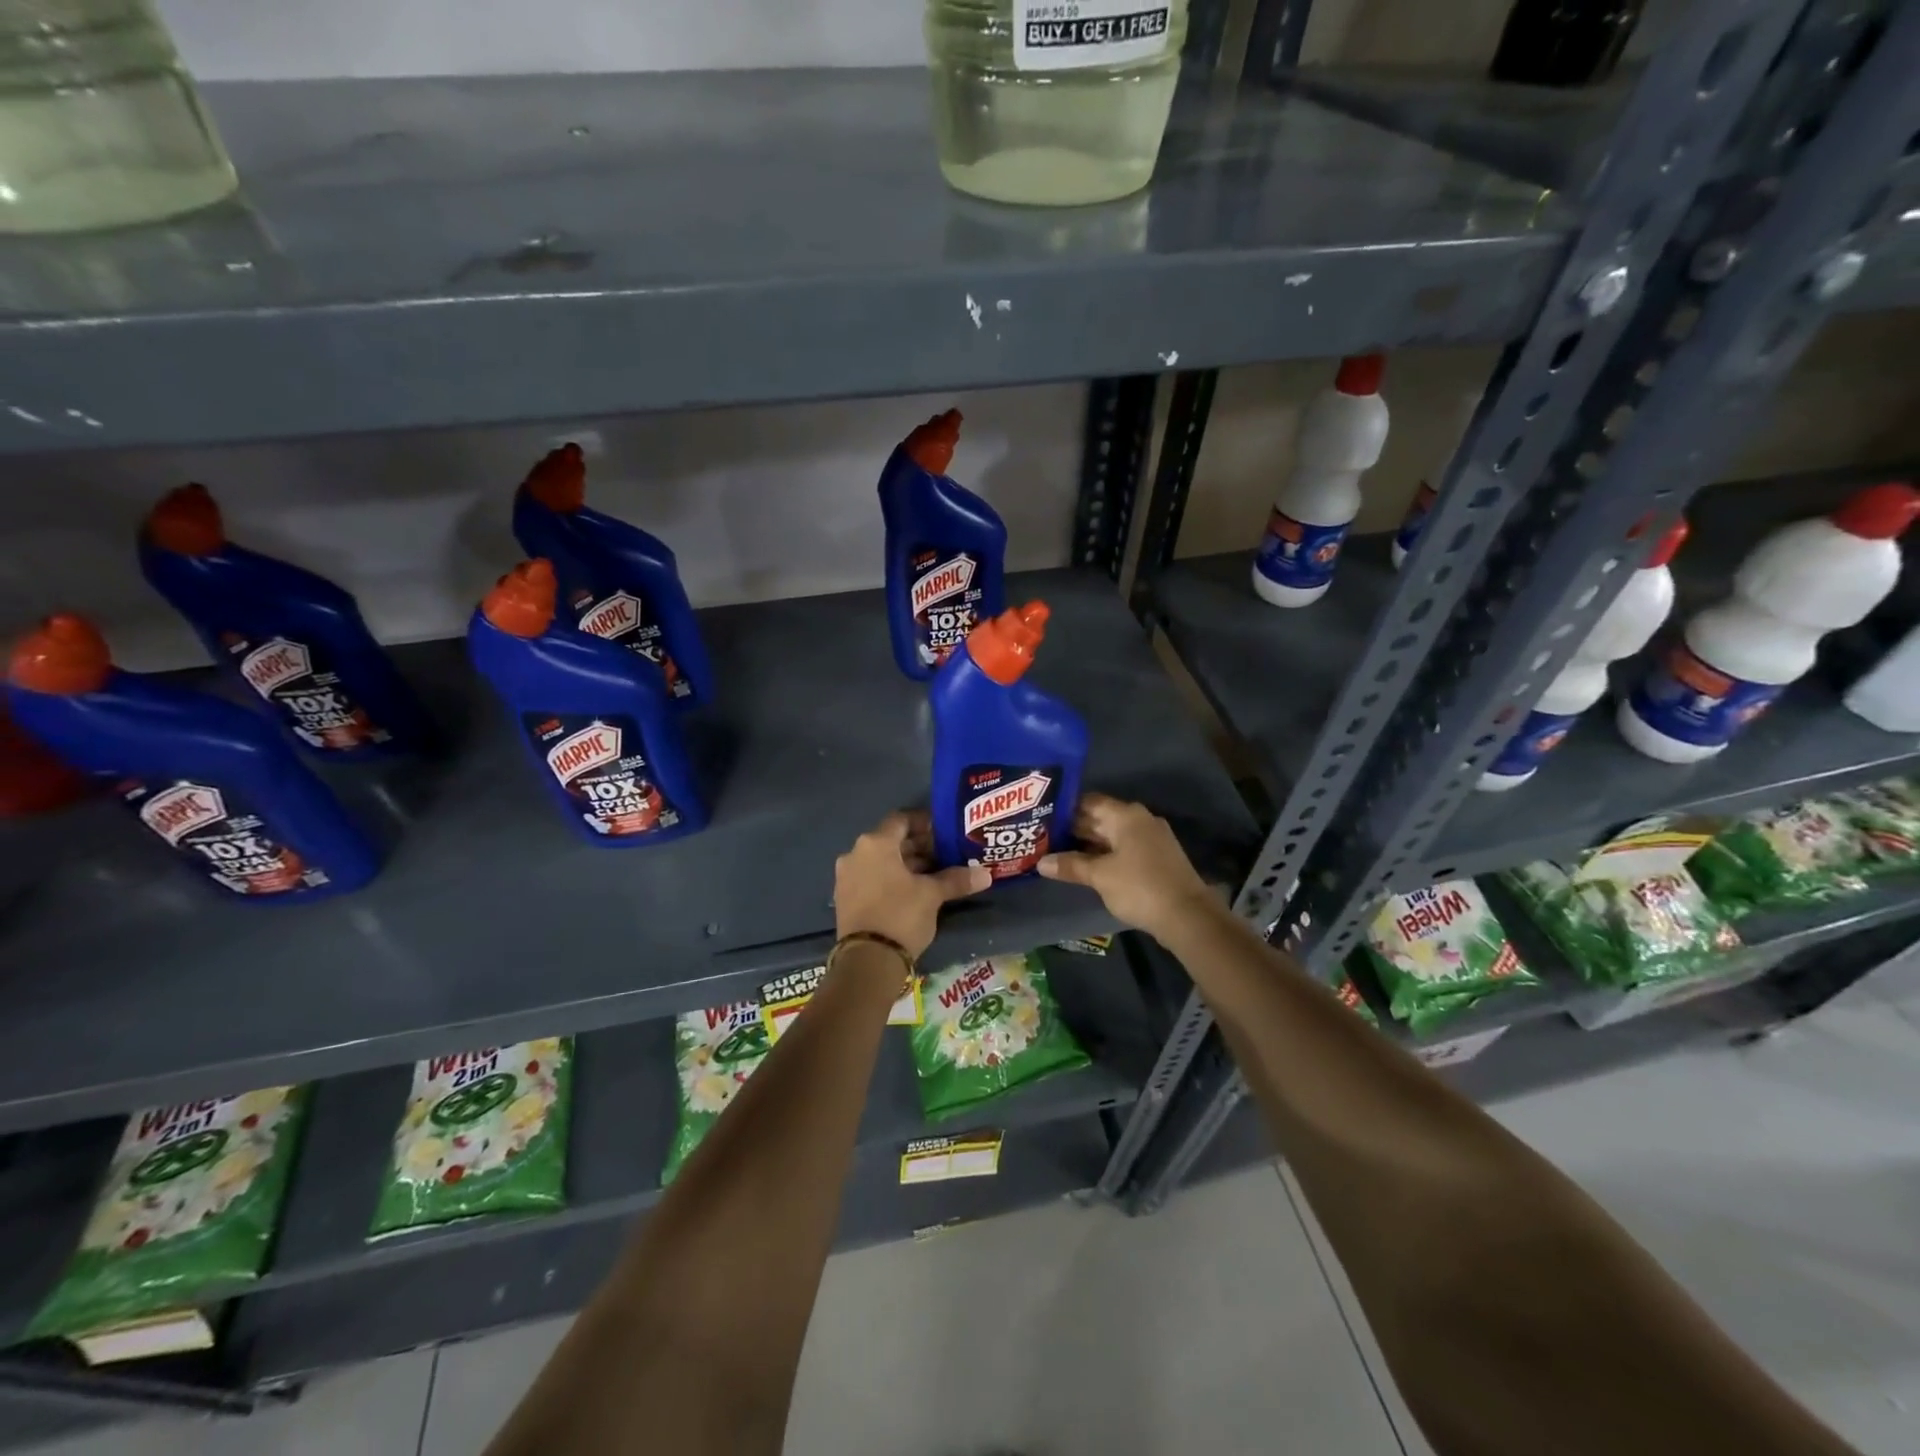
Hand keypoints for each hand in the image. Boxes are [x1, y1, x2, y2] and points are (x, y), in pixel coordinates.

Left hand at [835, 812, 990, 957]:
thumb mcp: (932, 895)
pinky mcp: (845, 898)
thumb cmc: (900, 915)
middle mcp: (855, 853)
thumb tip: (985, 874)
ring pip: (881, 861)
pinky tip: (914, 892)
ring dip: (906, 865)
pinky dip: (891, 879)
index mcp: (875, 843)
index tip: (944, 832)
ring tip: (934, 875)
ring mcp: (847, 877)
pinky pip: (872, 878)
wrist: (867, 961)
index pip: (901, 820)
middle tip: (945, 855)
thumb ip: (956, 879)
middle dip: (918, 847)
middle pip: (891, 841)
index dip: (924, 823)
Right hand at [1038, 794, 1216, 937]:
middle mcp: (1139, 820)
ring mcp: (1150, 839)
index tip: (1041, 818)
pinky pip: (1123, 849)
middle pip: (1100, 818)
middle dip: (1073, 829)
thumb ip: (1070, 865)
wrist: (1188, 916)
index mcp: (1126, 815)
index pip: (1088, 801)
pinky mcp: (1156, 858)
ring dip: (1087, 844)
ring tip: (1057, 852)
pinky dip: (1104, 855)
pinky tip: (1085, 867)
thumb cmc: (1140, 887)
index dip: (1064, 809)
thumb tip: (1041, 863)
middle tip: (1043, 837)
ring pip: (1111, 835)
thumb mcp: (1100, 876)